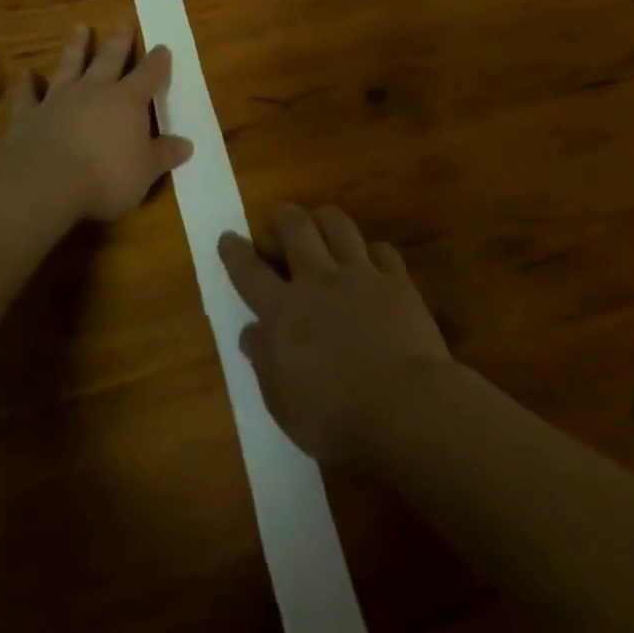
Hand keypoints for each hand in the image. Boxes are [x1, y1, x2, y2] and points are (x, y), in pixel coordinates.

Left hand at [1, 26, 193, 221]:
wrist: (44, 183)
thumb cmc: (106, 177)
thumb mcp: (146, 171)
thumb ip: (164, 154)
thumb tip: (187, 144)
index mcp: (127, 102)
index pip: (148, 75)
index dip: (157, 62)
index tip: (163, 48)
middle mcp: (94, 91)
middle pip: (109, 60)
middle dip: (119, 43)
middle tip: (124, 25)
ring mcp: (58, 100)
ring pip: (69, 66)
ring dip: (75, 47)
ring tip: (80, 28)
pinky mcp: (27, 116)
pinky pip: (27, 95)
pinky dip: (26, 84)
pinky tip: (24, 73)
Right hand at [219, 205, 453, 463]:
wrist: (405, 407)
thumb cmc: (336, 418)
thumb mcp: (284, 404)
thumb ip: (265, 363)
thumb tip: (252, 333)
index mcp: (284, 312)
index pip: (250, 273)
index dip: (235, 252)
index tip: (228, 236)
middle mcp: (319, 281)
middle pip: (297, 229)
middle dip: (284, 215)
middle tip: (280, 214)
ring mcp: (360, 275)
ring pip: (339, 226)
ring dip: (326, 218)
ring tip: (322, 220)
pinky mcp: (396, 281)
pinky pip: (382, 250)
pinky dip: (373, 250)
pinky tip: (373, 258)